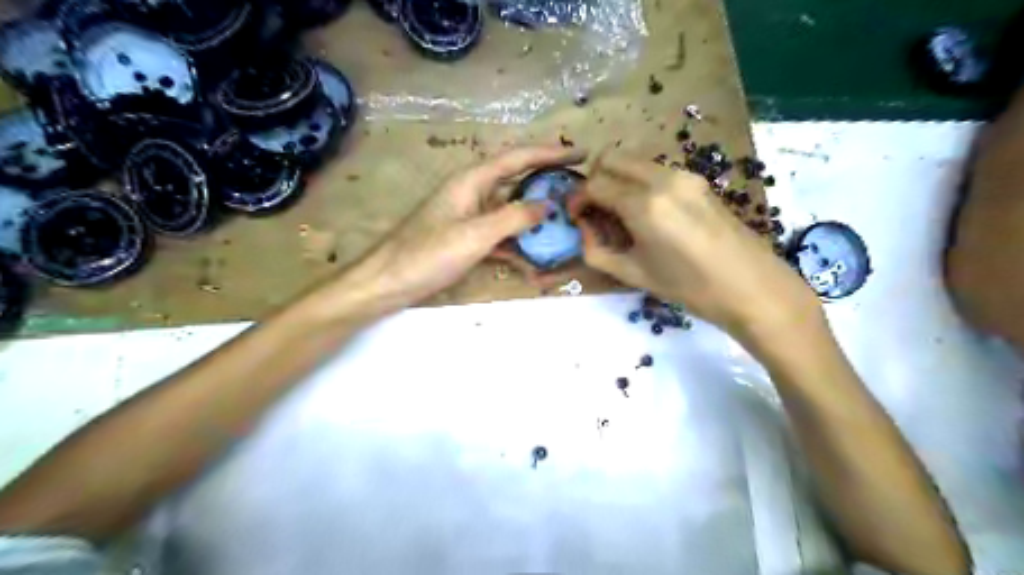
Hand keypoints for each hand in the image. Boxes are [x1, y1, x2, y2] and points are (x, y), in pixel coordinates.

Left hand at [327, 143, 582, 313]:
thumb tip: (548, 205)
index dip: (550, 153)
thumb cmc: (427, 254)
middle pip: (516, 178)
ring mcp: (468, 215)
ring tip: (564, 218)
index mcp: (472, 180)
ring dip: (535, 212)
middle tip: (577, 184)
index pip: (518, 158)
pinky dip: (517, 238)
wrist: (388, 282)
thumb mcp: (476, 235)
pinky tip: (534, 252)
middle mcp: (472, 191)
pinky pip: (499, 231)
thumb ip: (514, 218)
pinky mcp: (465, 236)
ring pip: (509, 207)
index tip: (580, 153)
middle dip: (546, 179)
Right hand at [572, 152, 822, 341]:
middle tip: (594, 209)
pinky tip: (646, 212)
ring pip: (634, 161)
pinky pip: (655, 170)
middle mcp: (661, 179)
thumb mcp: (634, 274)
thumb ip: (597, 251)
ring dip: (617, 179)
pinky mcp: (698, 180)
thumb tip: (583, 229)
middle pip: (612, 158)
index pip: (595, 184)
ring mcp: (683, 175)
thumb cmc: (690, 288)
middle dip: (594, 179)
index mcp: (643, 205)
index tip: (574, 216)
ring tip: (619, 213)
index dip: (577, 198)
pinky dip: (638, 182)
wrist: (752, 286)